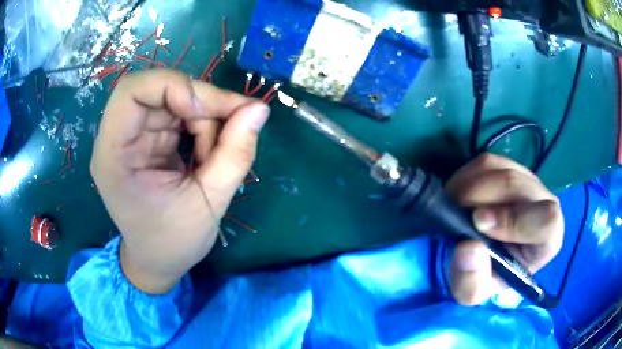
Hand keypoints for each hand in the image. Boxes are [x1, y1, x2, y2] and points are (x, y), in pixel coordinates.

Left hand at [91, 70, 269, 293]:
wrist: (157, 261)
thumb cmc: (173, 242)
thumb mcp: (209, 204)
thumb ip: (235, 154)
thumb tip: (259, 109)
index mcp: (114, 155)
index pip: (133, 90)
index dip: (173, 86)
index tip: (207, 111)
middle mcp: (118, 138)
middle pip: (158, 89)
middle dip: (200, 101)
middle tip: (235, 122)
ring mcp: (133, 136)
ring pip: (174, 97)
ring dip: (204, 117)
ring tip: (214, 156)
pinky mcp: (148, 138)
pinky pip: (179, 112)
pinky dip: (201, 124)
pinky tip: (206, 154)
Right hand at [445, 153, 563, 304]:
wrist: (487, 257)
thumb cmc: (488, 276)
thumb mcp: (474, 292)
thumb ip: (471, 281)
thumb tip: (469, 247)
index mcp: (548, 239)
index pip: (547, 220)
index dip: (515, 220)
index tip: (479, 224)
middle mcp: (545, 203)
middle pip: (517, 185)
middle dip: (480, 197)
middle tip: (454, 215)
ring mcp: (528, 181)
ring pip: (501, 170)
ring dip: (470, 186)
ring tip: (454, 208)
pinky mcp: (510, 167)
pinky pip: (488, 162)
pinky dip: (466, 176)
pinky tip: (459, 196)